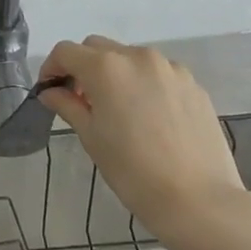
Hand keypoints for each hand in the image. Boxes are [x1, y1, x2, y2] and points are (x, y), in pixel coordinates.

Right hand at [38, 36, 250, 249]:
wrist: (200, 202)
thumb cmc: (134, 172)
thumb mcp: (91, 138)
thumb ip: (67, 105)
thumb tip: (51, 92)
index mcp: (106, 67)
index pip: (66, 52)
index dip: (51, 68)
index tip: (49, 91)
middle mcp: (137, 57)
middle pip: (97, 47)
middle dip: (83, 67)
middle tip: (81, 101)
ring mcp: (169, 68)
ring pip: (129, 57)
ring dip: (115, 73)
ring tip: (118, 109)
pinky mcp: (193, 84)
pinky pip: (157, 73)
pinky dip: (144, 83)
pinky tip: (149, 116)